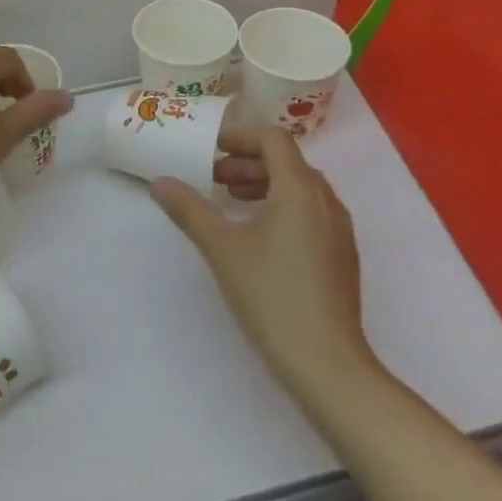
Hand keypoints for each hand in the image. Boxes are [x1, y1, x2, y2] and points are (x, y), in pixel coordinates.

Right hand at [152, 124, 376, 396]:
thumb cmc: (272, 296)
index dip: (241, 136)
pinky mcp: (342, 256)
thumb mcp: (222, 249)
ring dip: (264, 184)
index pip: (273, 138)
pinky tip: (260, 237)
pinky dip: (283, 207)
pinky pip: (311, 212)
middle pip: (287, 161)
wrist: (328, 365)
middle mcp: (326, 200)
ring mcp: (339, 230)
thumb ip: (189, 210)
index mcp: (299, 188)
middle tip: (214, 177)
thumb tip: (159, 182)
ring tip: (232, 202)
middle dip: (247, 162)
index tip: (212, 149)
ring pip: (300, 188)